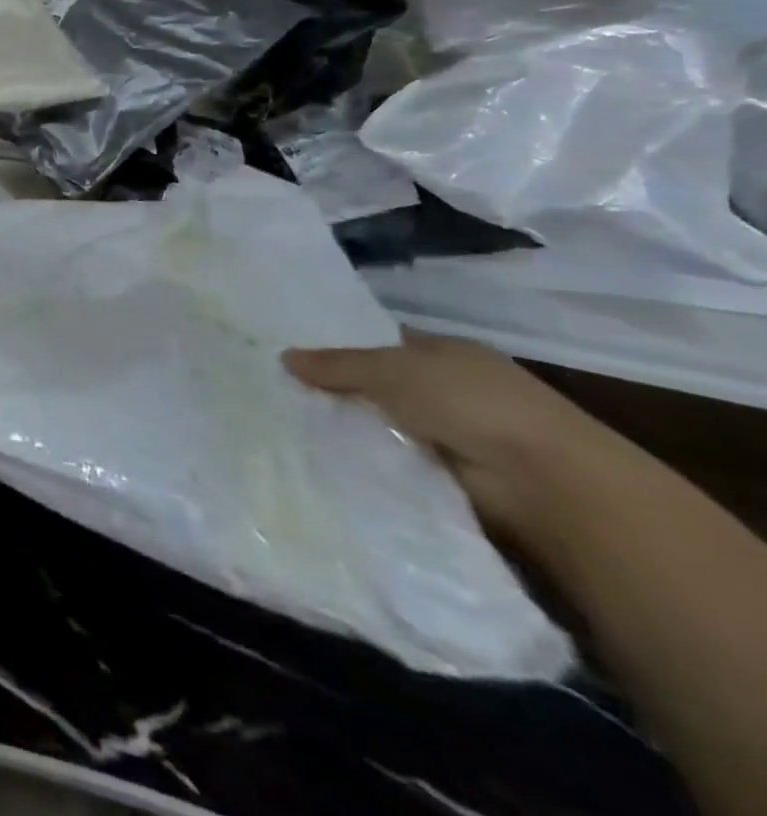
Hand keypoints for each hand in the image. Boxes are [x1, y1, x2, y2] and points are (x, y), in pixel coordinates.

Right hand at [284, 330, 628, 544]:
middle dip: (339, 390)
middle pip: (380, 385)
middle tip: (279, 392)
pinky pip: (396, 462)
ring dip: (352, 430)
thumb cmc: (471, 403)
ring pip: (385, 425)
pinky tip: (326, 460)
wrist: (547, 484)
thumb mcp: (391, 370)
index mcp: (445, 352)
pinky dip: (370, 462)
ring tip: (290, 428)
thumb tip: (284, 357)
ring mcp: (456, 435)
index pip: (382, 341)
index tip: (292, 355)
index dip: (340, 345)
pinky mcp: (453, 478)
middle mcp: (452, 388)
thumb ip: (337, 364)